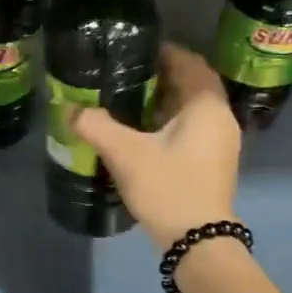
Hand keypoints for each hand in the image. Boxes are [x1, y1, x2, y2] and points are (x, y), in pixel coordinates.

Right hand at [69, 44, 240, 250]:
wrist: (198, 241)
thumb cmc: (167, 188)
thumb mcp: (125, 154)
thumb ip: (96, 126)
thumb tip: (70, 109)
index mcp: (206, 105)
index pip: (189, 62)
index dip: (162, 52)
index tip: (132, 51)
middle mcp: (221, 117)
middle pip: (192, 84)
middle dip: (160, 77)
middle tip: (124, 76)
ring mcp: (222, 142)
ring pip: (192, 109)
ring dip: (164, 102)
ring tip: (128, 102)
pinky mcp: (214, 162)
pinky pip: (193, 129)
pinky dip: (171, 123)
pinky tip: (144, 134)